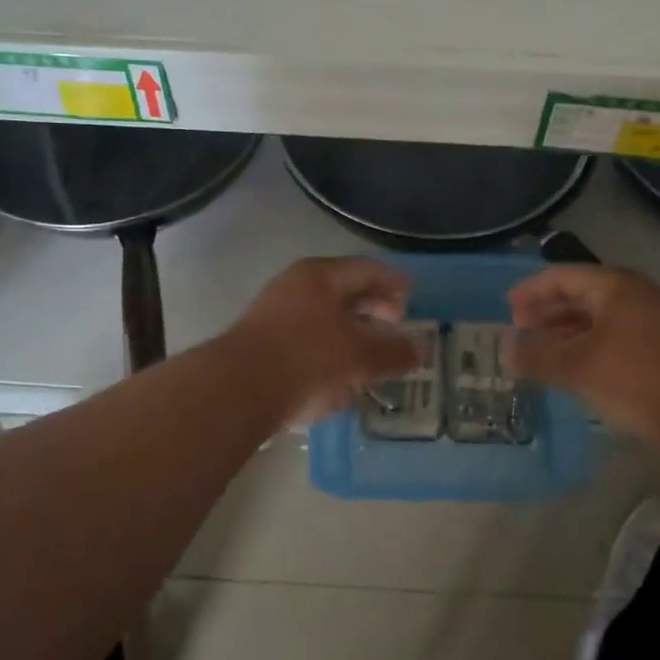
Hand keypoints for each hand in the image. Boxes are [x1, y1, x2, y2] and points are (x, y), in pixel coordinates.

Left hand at [231, 258, 421, 424]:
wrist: (237, 390)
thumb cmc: (307, 359)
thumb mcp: (359, 357)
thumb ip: (393, 353)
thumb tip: (421, 351)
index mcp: (321, 276)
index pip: (368, 270)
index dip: (395, 284)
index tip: (413, 300)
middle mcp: (296, 286)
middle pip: (345, 292)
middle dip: (374, 310)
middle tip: (396, 327)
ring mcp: (275, 314)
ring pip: (325, 318)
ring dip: (352, 335)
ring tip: (372, 358)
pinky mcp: (263, 344)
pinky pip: (306, 340)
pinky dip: (329, 352)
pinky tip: (340, 378)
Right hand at [508, 264, 659, 440]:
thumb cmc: (634, 378)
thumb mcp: (576, 367)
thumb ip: (535, 356)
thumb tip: (504, 349)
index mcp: (615, 286)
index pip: (562, 277)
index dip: (531, 291)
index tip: (507, 309)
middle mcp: (634, 297)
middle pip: (580, 296)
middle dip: (546, 314)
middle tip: (519, 332)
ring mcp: (650, 324)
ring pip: (596, 321)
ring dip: (564, 334)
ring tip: (538, 354)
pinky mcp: (659, 352)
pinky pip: (611, 340)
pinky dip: (585, 349)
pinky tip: (571, 371)